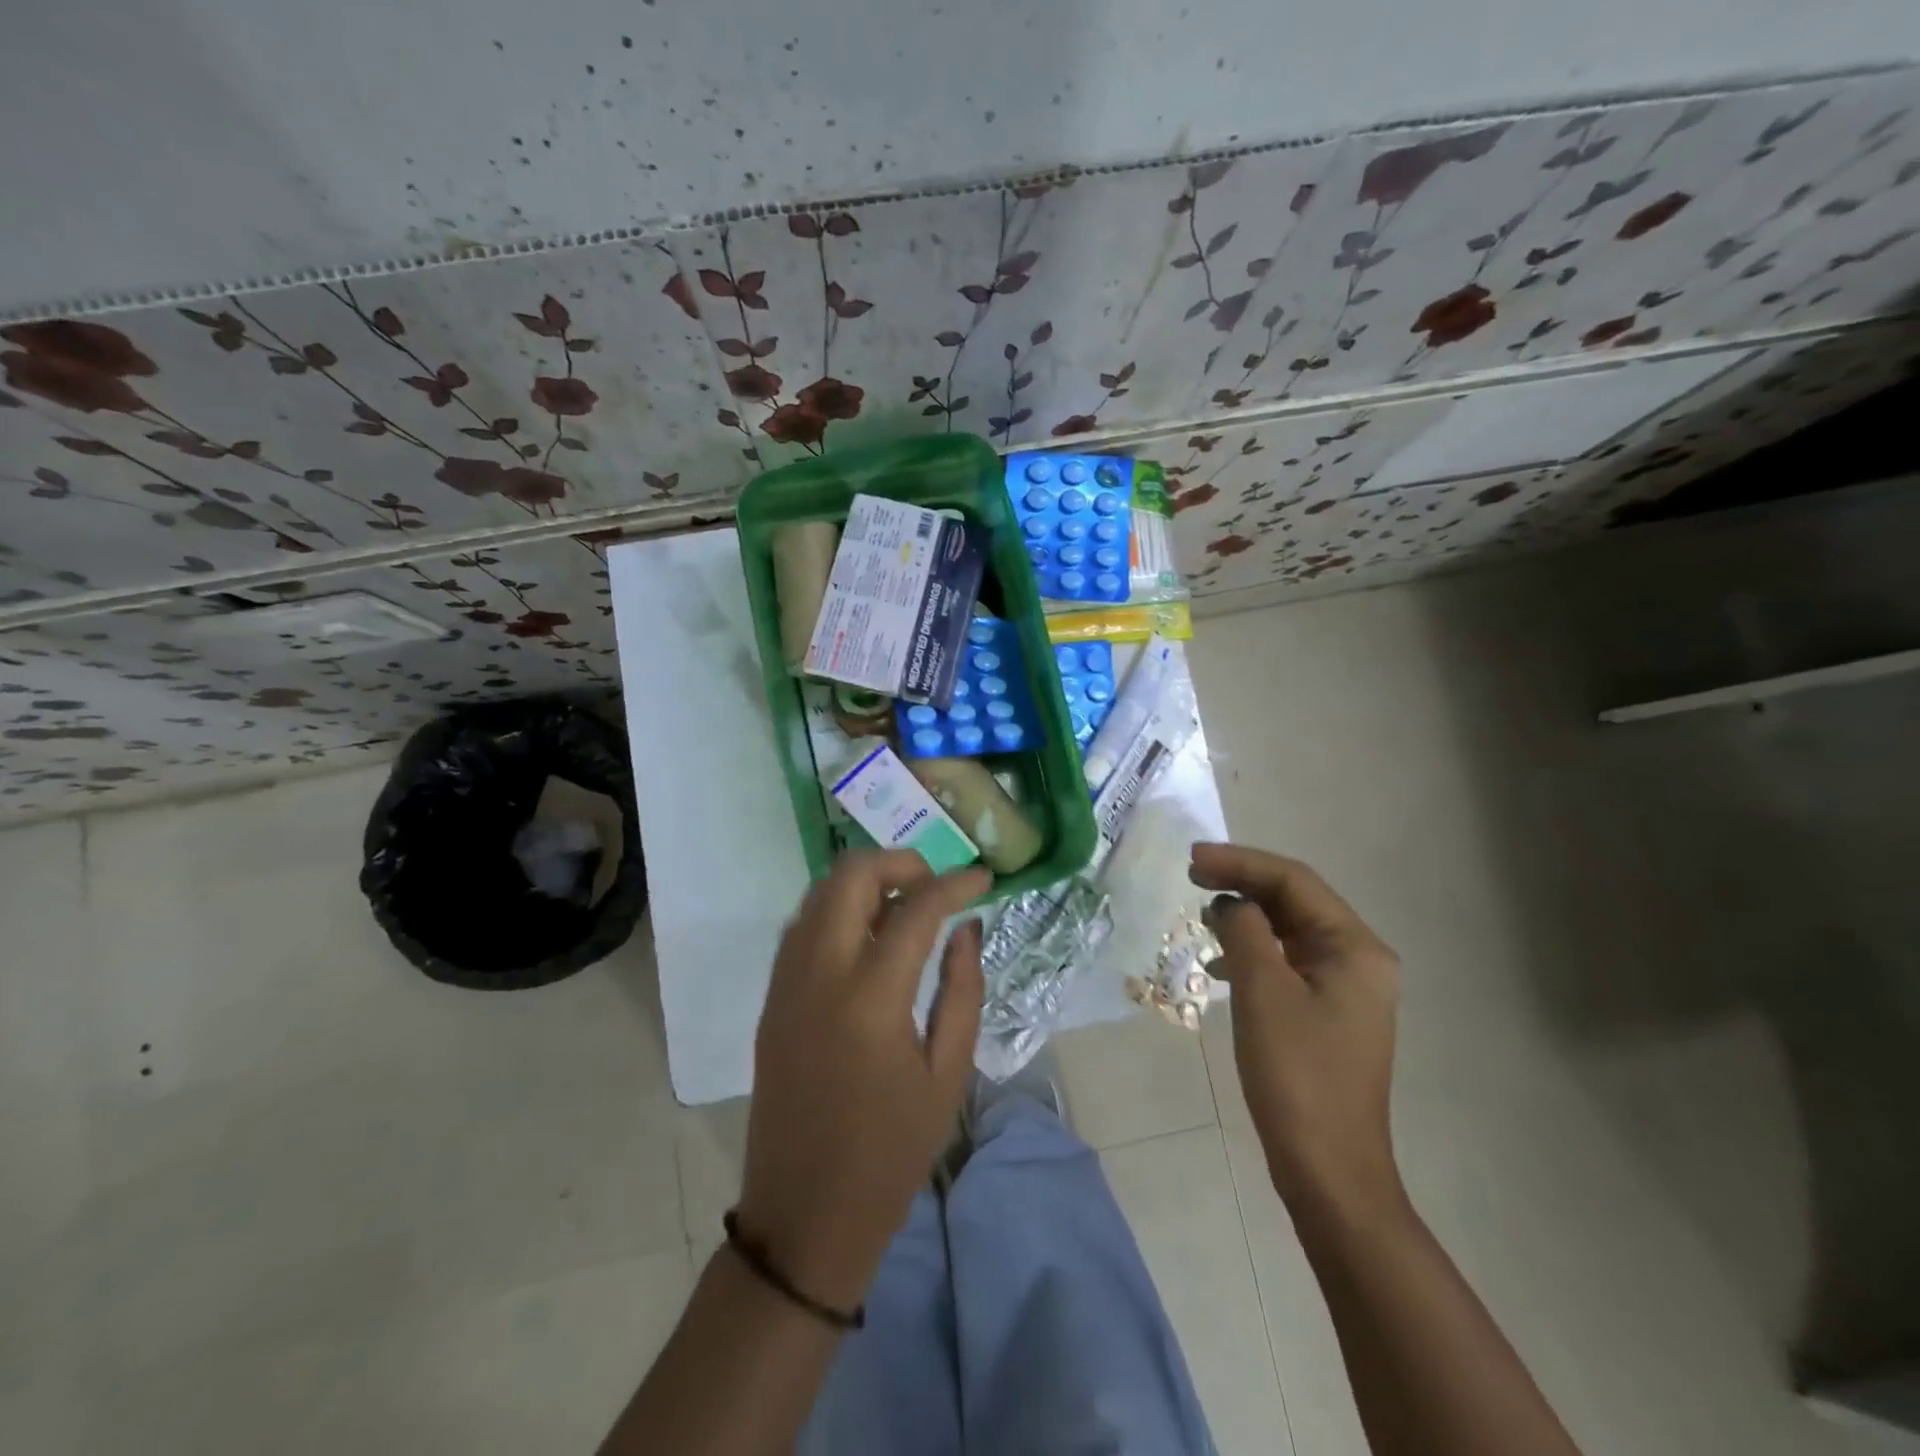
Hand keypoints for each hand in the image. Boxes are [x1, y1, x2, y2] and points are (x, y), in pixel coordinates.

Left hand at [735, 851, 991, 1311]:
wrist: (804, 1216)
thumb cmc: (890, 1153)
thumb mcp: (947, 1075)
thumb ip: (962, 990)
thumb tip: (967, 928)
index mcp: (870, 997)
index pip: (915, 908)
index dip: (955, 883)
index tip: (983, 878)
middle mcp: (819, 973)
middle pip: (850, 875)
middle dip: (899, 862)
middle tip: (936, 886)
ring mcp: (786, 982)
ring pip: (819, 893)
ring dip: (864, 882)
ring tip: (905, 907)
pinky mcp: (771, 998)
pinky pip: (802, 925)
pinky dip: (836, 910)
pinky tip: (867, 937)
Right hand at [1191, 842, 1402, 1215]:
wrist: (1329, 1169)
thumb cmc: (1297, 1076)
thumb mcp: (1262, 992)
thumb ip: (1245, 931)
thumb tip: (1231, 903)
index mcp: (1355, 948)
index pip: (1294, 881)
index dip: (1240, 862)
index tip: (1191, 860)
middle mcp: (1359, 959)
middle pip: (1295, 900)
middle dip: (1243, 883)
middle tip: (1191, 875)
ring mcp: (1346, 988)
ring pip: (1290, 930)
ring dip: (1247, 915)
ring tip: (1202, 911)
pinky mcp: (1328, 1012)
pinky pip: (1288, 961)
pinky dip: (1253, 950)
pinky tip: (1221, 961)